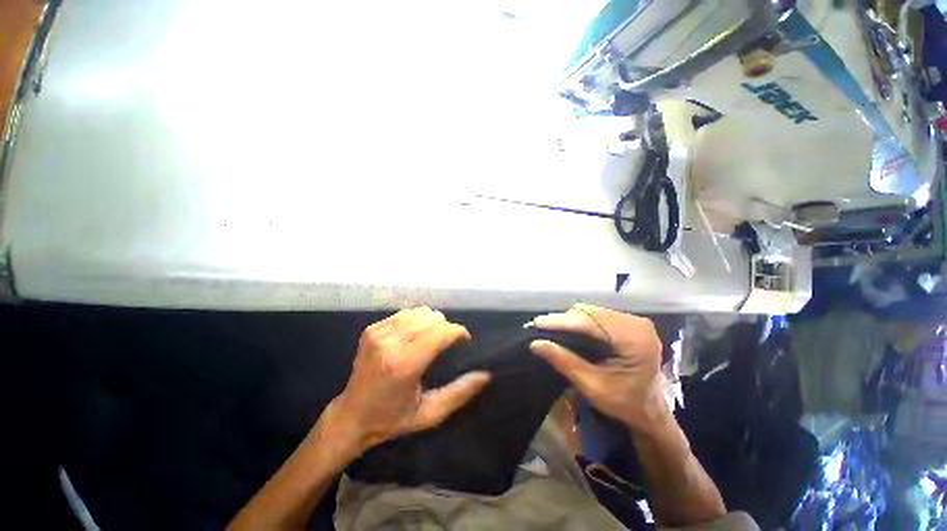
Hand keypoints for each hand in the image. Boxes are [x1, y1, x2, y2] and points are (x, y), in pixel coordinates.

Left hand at [328, 307, 490, 453]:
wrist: (350, 416)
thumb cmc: (392, 419)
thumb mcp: (430, 414)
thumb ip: (459, 393)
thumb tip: (485, 375)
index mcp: (404, 366)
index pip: (440, 332)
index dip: (458, 332)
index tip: (464, 340)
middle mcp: (390, 344)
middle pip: (432, 318)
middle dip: (446, 328)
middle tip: (446, 344)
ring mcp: (378, 333)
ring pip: (420, 311)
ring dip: (432, 322)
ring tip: (431, 339)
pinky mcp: (372, 328)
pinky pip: (405, 313)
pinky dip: (417, 320)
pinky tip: (415, 336)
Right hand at [529, 303, 666, 430]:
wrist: (650, 412)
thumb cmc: (625, 404)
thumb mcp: (592, 386)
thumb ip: (564, 361)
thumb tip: (535, 343)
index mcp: (635, 340)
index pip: (590, 322)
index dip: (561, 321)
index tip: (536, 323)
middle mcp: (637, 324)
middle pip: (590, 313)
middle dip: (563, 320)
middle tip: (540, 328)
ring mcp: (634, 321)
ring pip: (592, 311)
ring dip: (570, 319)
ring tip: (550, 328)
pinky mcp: (629, 323)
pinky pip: (597, 315)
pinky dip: (579, 321)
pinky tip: (567, 329)